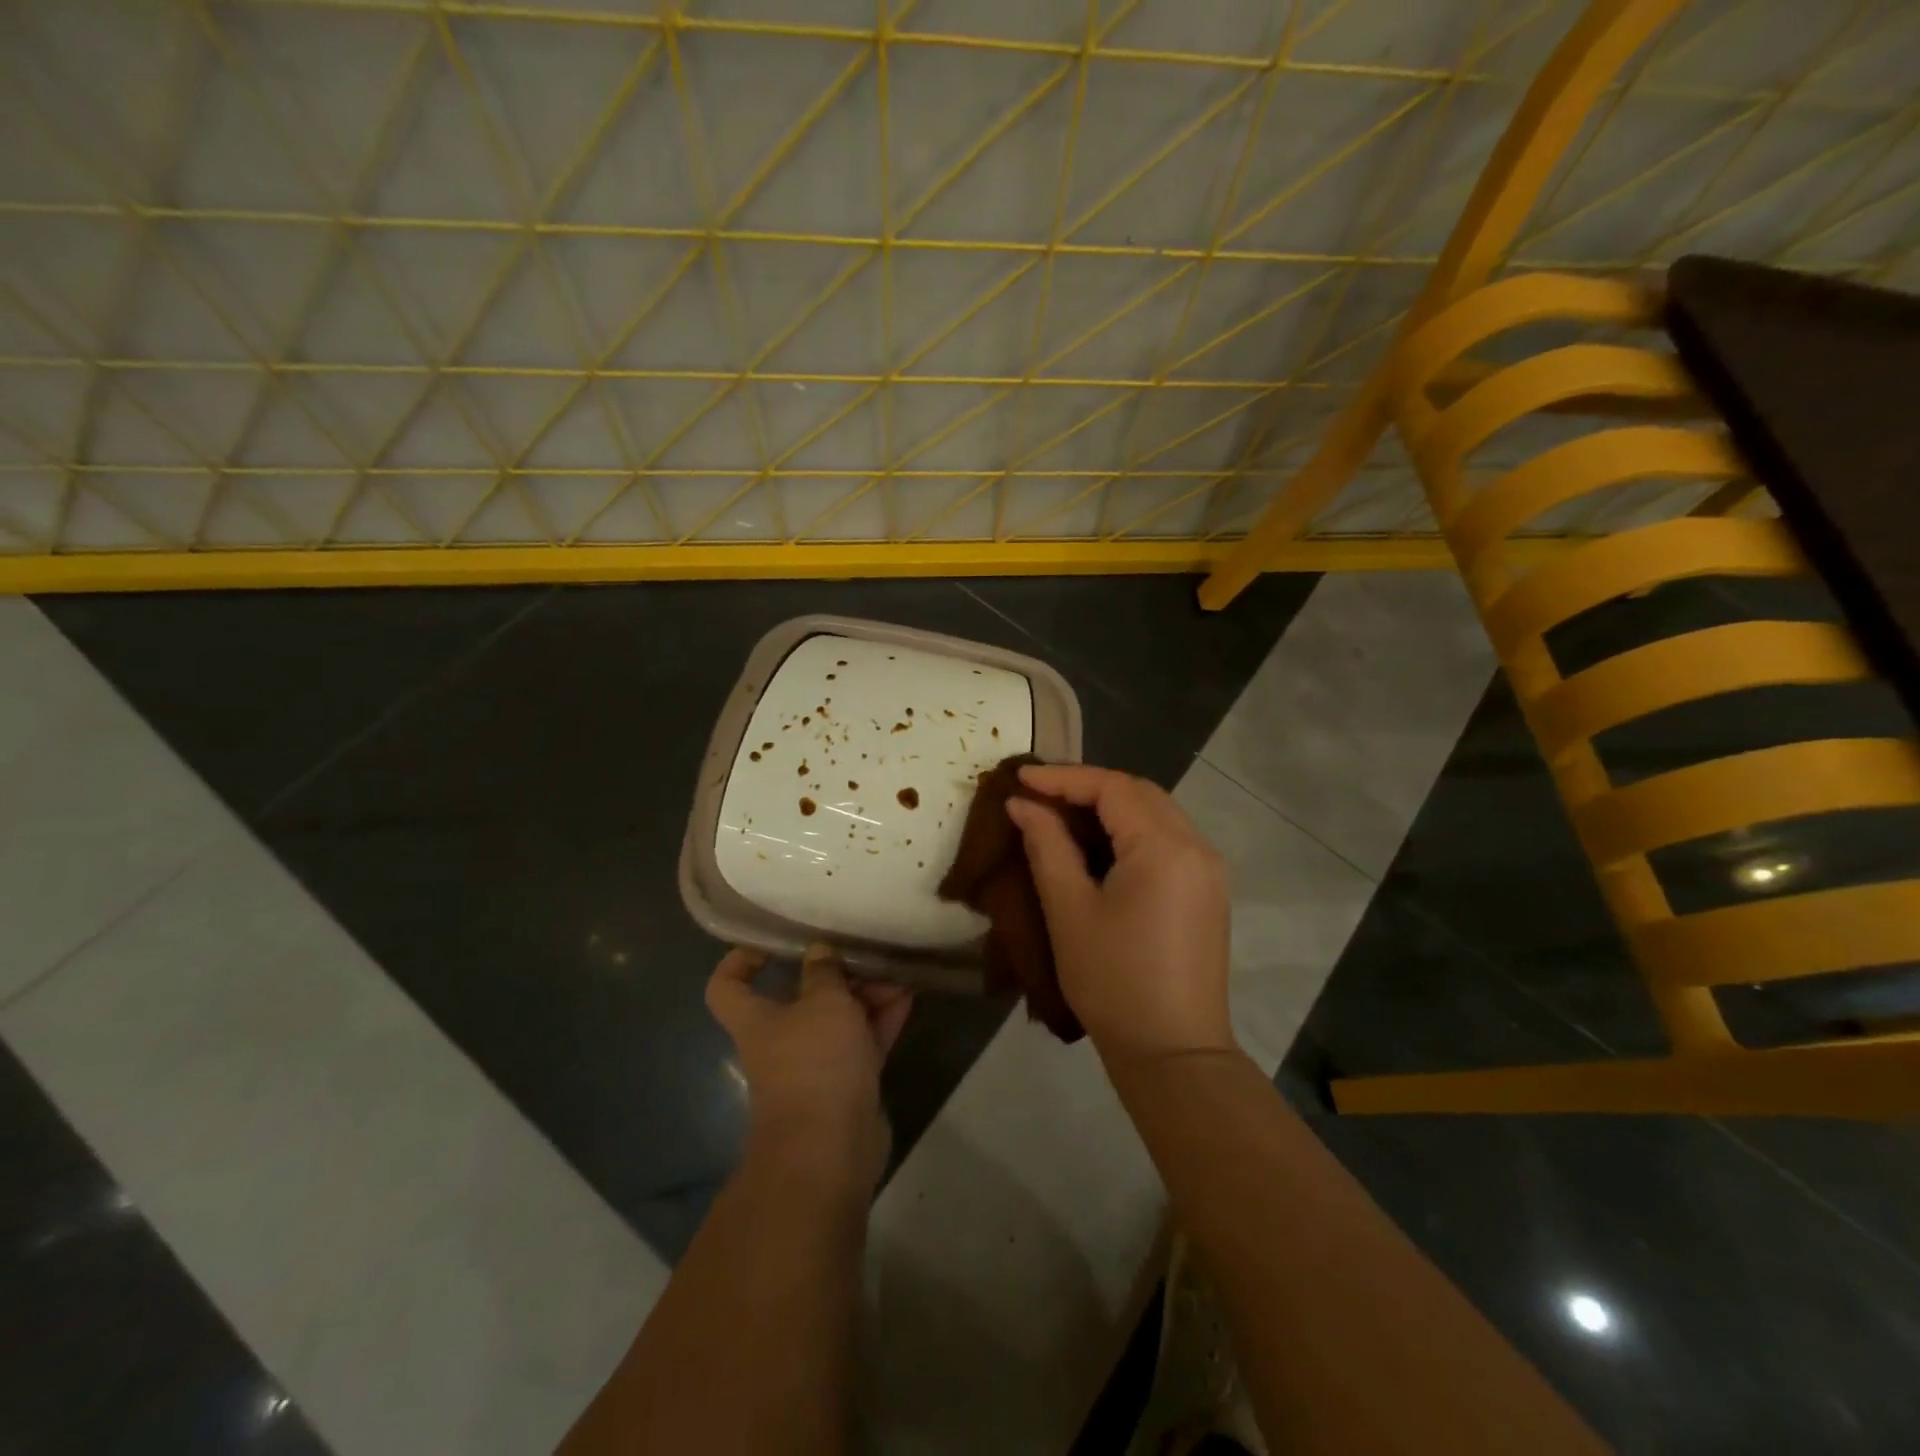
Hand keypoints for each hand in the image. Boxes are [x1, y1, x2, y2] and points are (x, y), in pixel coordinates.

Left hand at [705, 943, 911, 1190]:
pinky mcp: (847, 1083)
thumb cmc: (815, 1063)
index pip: (728, 986)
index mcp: (757, 1019)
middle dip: (833, 974)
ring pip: (838, 1018)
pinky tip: (908, 996)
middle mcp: (781, 1039)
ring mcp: (815, 1064)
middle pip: (800, 997)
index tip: (770, 944)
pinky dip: (881, 1020)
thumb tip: (819, 950)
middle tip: (863, 952)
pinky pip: (863, 1041)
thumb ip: (824, 972)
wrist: (831, 1149)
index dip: (740, 961)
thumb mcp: (823, 1002)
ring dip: (865, 994)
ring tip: (897, 971)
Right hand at [1006, 764, 1232, 1064]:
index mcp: (1165, 846)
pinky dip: (1130, 830)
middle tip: (1038, 793)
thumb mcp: (1069, 910)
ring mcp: (1208, 869)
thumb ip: (1046, 846)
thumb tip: (1022, 805)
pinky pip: (1167, 839)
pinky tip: (1098, 844)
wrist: (1173, 1052)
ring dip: (1110, 806)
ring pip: (1155, 813)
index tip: (1019, 778)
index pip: (1112, 787)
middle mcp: (1196, 846)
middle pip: (1139, 793)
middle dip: (1087, 786)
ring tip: (1061, 813)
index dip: (1062, 777)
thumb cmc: (1113, 981)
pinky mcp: (1207, 890)